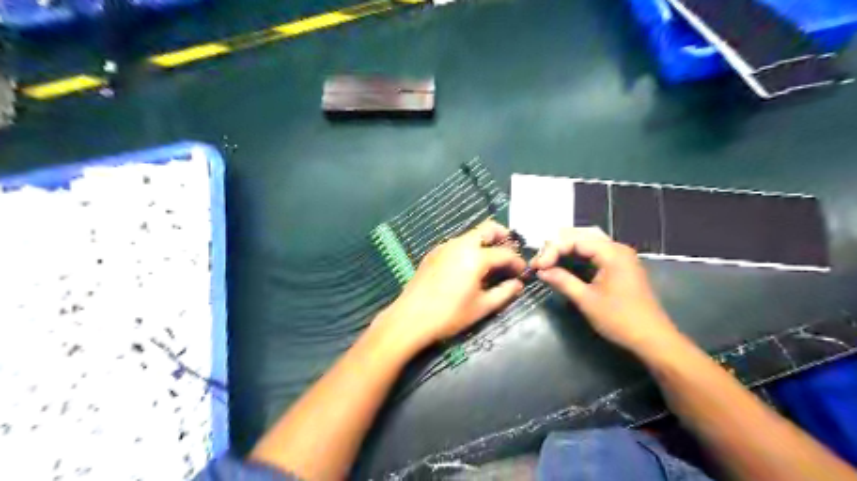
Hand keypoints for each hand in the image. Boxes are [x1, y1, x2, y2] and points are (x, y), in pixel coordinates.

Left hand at [376, 220, 529, 353]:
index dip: (517, 261)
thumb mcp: (481, 307)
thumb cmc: (449, 314)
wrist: (411, 317)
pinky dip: (469, 248)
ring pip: (471, 235)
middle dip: (502, 236)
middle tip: (510, 252)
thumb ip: (504, 293)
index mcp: (475, 257)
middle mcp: (460, 245)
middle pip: (487, 229)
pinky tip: (468, 267)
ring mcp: (444, 247)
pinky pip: (457, 244)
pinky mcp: (433, 253)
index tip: (522, 271)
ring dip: (485, 242)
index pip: (504, 253)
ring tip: (491, 262)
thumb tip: (518, 284)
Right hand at [529, 227, 684, 354]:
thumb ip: (562, 281)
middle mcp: (617, 248)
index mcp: (612, 252)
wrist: (653, 339)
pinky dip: (577, 256)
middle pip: (581, 235)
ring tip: (548, 261)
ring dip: (566, 250)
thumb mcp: (586, 300)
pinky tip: (564, 265)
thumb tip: (541, 271)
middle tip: (540, 262)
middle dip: (557, 246)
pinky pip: (594, 253)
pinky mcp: (620, 267)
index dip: (552, 250)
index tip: (537, 266)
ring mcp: (620, 257)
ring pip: (587, 242)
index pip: (574, 240)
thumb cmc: (620, 319)